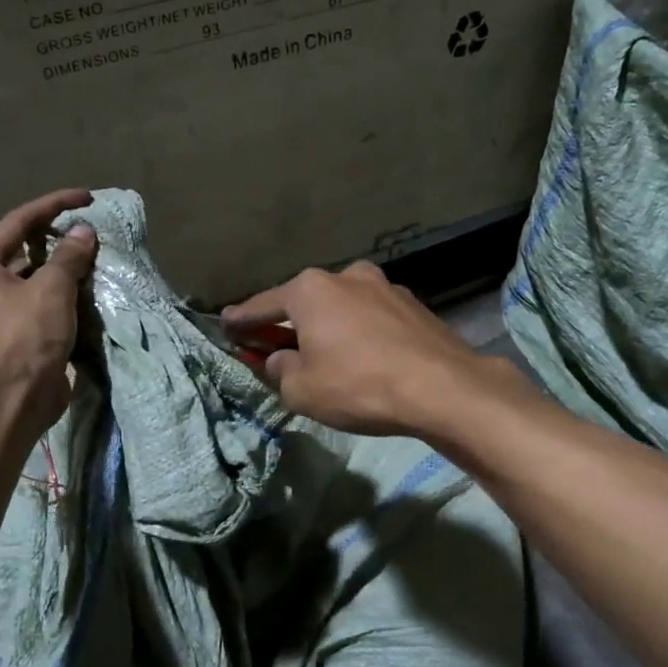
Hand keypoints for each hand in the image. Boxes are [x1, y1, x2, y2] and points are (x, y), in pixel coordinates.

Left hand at [0, 188, 97, 434]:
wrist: (15, 397)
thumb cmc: (26, 335)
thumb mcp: (51, 288)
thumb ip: (69, 257)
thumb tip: (83, 232)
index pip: (20, 221)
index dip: (54, 204)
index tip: (87, 198)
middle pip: (27, 249)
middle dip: (60, 238)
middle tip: (92, 230)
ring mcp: (5, 313)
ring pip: (40, 279)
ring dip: (67, 269)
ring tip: (98, 260)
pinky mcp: (24, 336)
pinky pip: (48, 305)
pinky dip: (69, 296)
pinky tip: (92, 293)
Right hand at [223, 260, 504, 436]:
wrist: (442, 387)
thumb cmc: (358, 385)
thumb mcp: (301, 390)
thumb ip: (279, 371)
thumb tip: (279, 360)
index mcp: (310, 290)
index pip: (262, 305)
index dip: (241, 319)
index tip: (225, 324)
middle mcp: (345, 276)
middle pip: (304, 302)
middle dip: (288, 323)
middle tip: (275, 346)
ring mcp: (384, 286)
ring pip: (342, 307)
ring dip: (328, 326)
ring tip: (326, 354)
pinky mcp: (413, 304)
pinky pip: (371, 317)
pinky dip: (359, 332)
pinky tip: (364, 356)